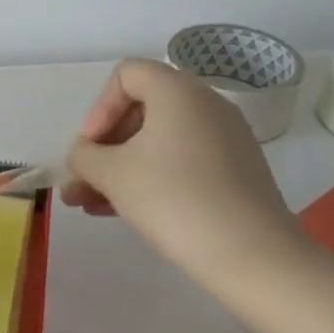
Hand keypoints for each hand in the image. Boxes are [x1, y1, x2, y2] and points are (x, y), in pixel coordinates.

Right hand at [64, 58, 308, 297]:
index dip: (99, 107)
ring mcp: (225, 140)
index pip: (127, 75)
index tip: (91, 147)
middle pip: (140, 110)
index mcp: (179, 92)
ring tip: (87, 204)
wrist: (253, 257)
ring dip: (119, 168)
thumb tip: (84, 157)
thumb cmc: (173, 200)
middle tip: (80, 182)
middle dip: (103, 147)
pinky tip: (120, 211)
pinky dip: (148, 178)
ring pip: (157, 142)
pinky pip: (179, 162)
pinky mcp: (234, 172)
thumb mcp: (112, 175)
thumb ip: (84, 157)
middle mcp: (206, 106)